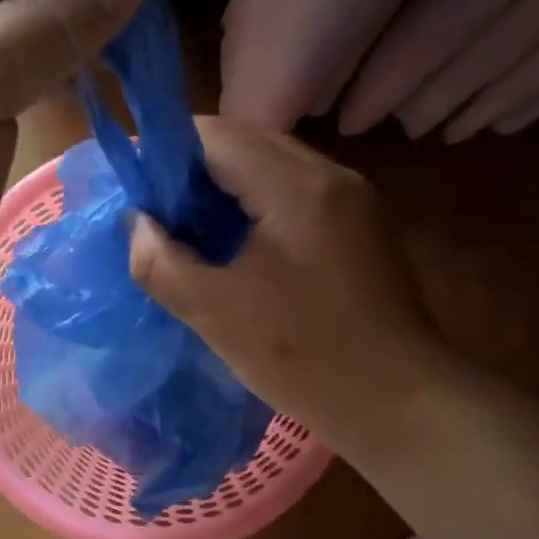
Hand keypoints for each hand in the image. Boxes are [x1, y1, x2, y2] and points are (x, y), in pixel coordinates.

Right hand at [129, 118, 457, 461]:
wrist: (400, 403)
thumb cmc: (304, 357)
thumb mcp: (215, 313)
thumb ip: (160, 262)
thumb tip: (139, 224)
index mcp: (295, 187)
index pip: (215, 135)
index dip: (166, 153)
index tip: (137, 190)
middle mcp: (331, 175)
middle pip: (246, 143)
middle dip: (195, 170)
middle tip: (161, 213)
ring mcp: (354, 198)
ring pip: (273, 166)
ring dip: (228, 187)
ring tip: (194, 230)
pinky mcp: (362, 224)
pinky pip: (297, 192)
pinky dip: (258, 204)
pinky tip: (240, 245)